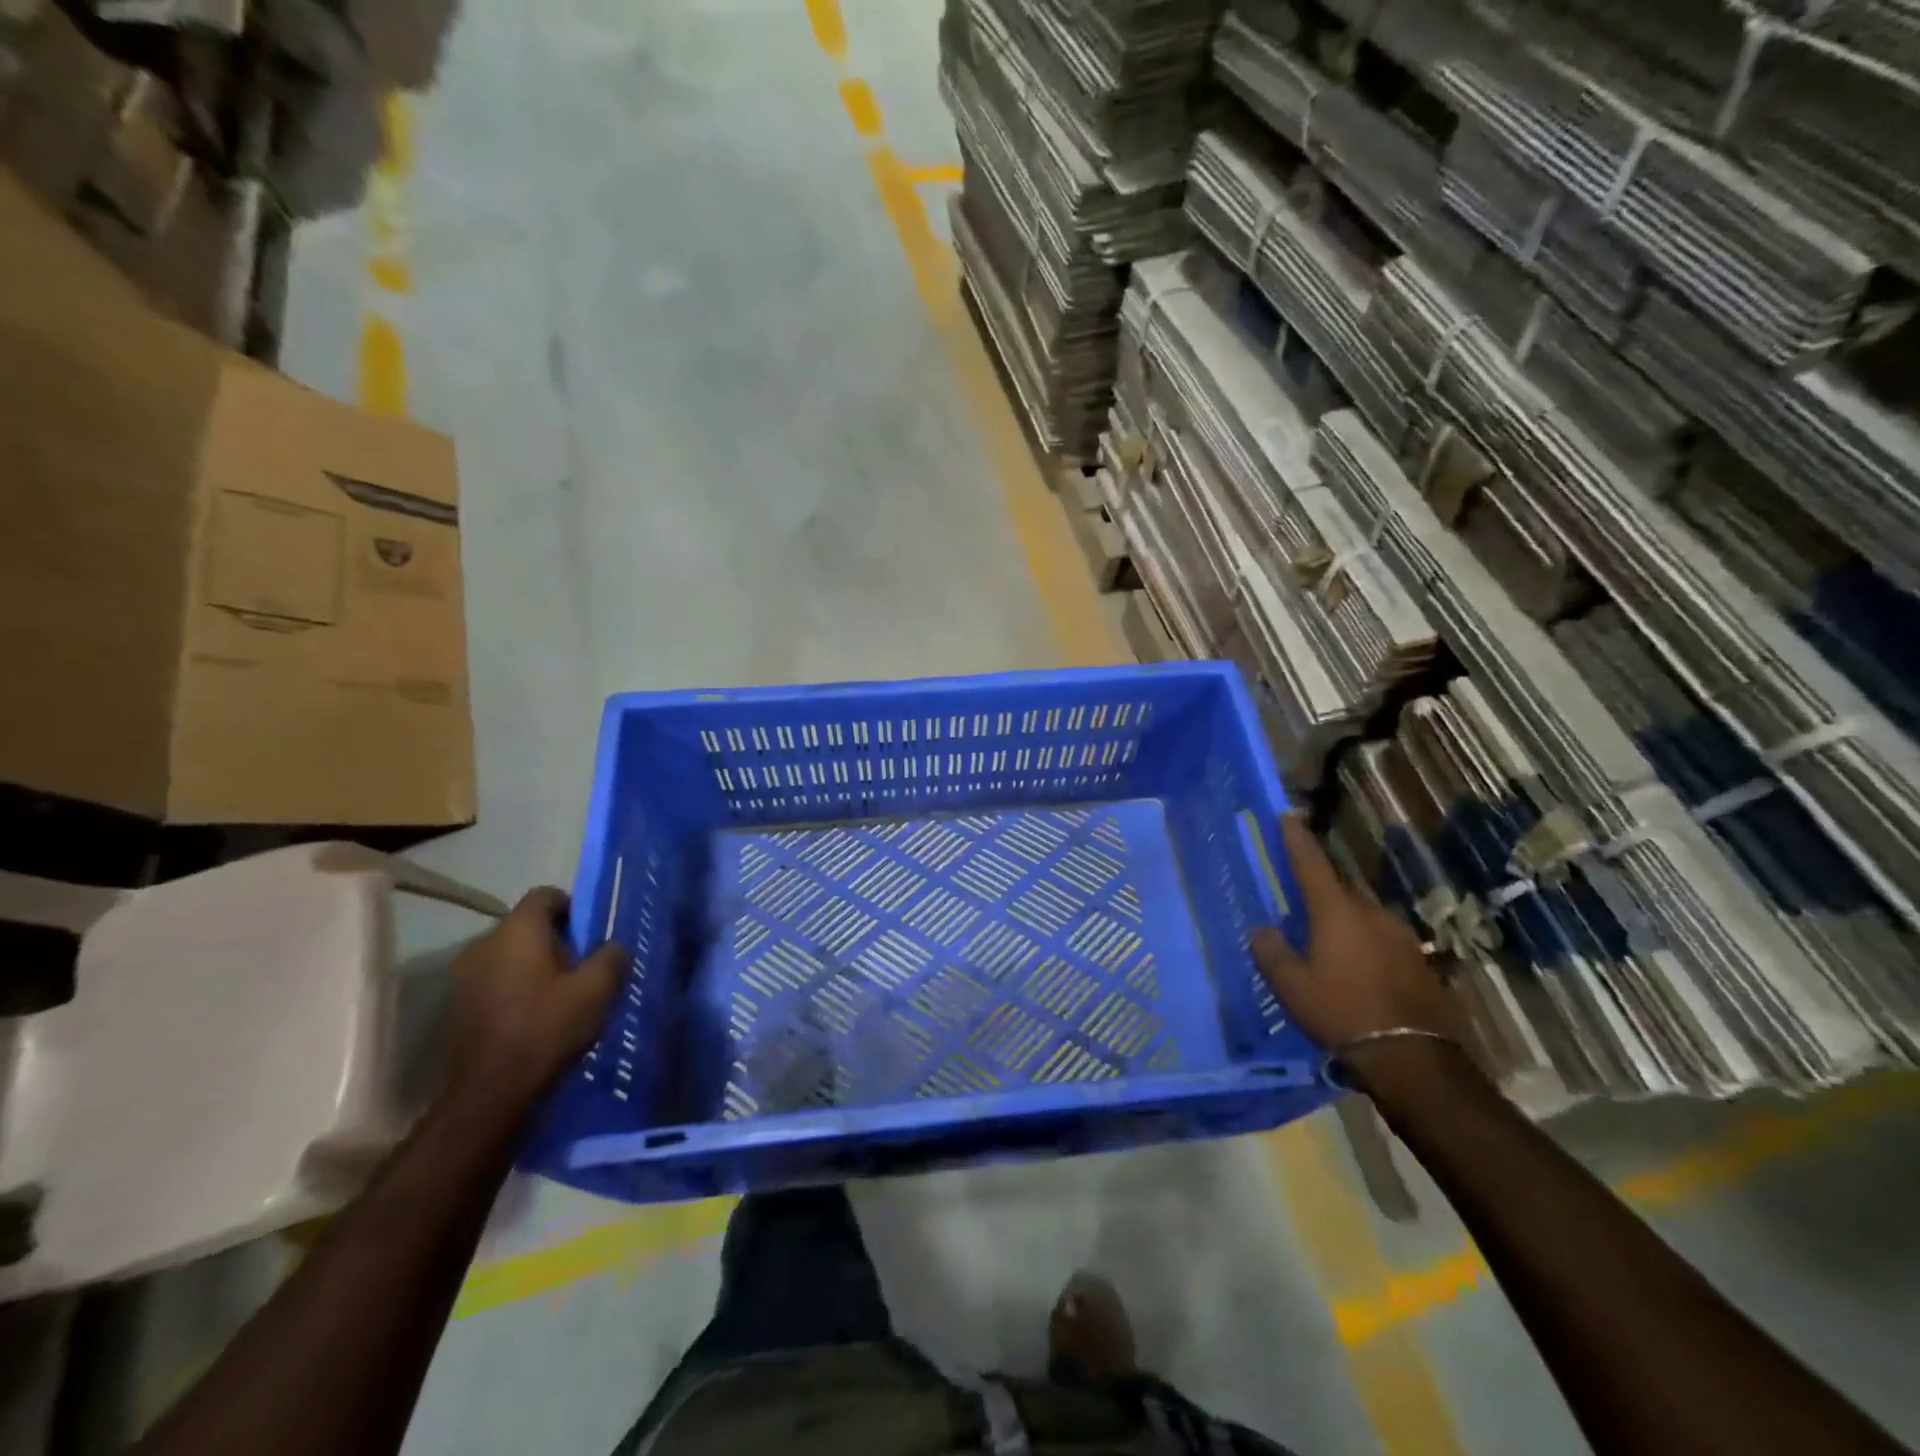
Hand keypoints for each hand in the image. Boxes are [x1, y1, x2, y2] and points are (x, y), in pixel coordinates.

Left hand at [446, 887, 623, 1108]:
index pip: (546, 895)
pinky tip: (534, 1017)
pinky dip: (515, 990)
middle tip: (582, 967)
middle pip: (526, 926)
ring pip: (509, 956)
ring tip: (560, 995)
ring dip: (533, 967)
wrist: (490, 1093)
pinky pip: (494, 982)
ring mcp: (464, 976)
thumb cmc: (546, 1027)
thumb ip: (612, 957)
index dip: (572, 907)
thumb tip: (614, 947)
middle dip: (555, 940)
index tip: (591, 933)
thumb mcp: (597, 989)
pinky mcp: (457, 1007)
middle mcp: (484, 943)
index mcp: (517, 930)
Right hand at [1250, 818, 1467, 1080]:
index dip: (1296, 840)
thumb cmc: (1342, 1012)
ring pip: (1364, 917)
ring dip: (1345, 922)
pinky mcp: (1420, 963)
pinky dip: (1366, 946)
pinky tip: (1359, 970)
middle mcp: (1372, 914)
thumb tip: (1262, 929)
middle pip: (1340, 891)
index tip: (1287, 815)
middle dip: (1321, 892)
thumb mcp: (1291, 986)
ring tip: (1329, 944)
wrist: (1415, 1059)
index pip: (1311, 865)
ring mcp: (1402, 938)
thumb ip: (1271, 952)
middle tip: (1301, 903)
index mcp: (1337, 912)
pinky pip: (1383, 942)